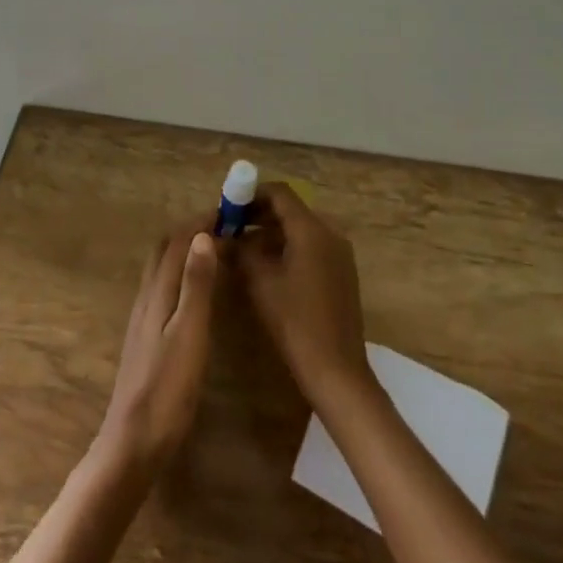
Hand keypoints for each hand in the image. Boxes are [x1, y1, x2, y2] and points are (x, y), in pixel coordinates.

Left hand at [97, 224, 219, 474]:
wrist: (133, 442)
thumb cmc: (168, 389)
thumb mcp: (189, 333)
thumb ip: (196, 285)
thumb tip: (202, 235)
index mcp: (157, 293)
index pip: (177, 241)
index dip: (200, 221)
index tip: (229, 211)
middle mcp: (146, 298)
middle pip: (164, 250)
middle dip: (190, 230)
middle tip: (224, 226)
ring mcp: (143, 318)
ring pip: (161, 268)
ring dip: (184, 250)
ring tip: (214, 249)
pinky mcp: (146, 337)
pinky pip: (162, 288)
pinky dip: (180, 273)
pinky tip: (195, 291)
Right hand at [238, 183, 373, 405]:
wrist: (336, 369)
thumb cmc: (295, 322)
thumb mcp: (260, 282)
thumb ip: (240, 250)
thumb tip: (222, 235)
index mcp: (312, 230)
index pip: (280, 193)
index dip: (250, 194)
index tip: (227, 207)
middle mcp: (330, 233)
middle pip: (290, 210)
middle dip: (258, 214)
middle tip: (229, 228)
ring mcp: (339, 253)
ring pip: (300, 229)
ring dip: (270, 233)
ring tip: (240, 248)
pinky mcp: (340, 272)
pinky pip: (310, 246)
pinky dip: (286, 247)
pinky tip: (265, 267)